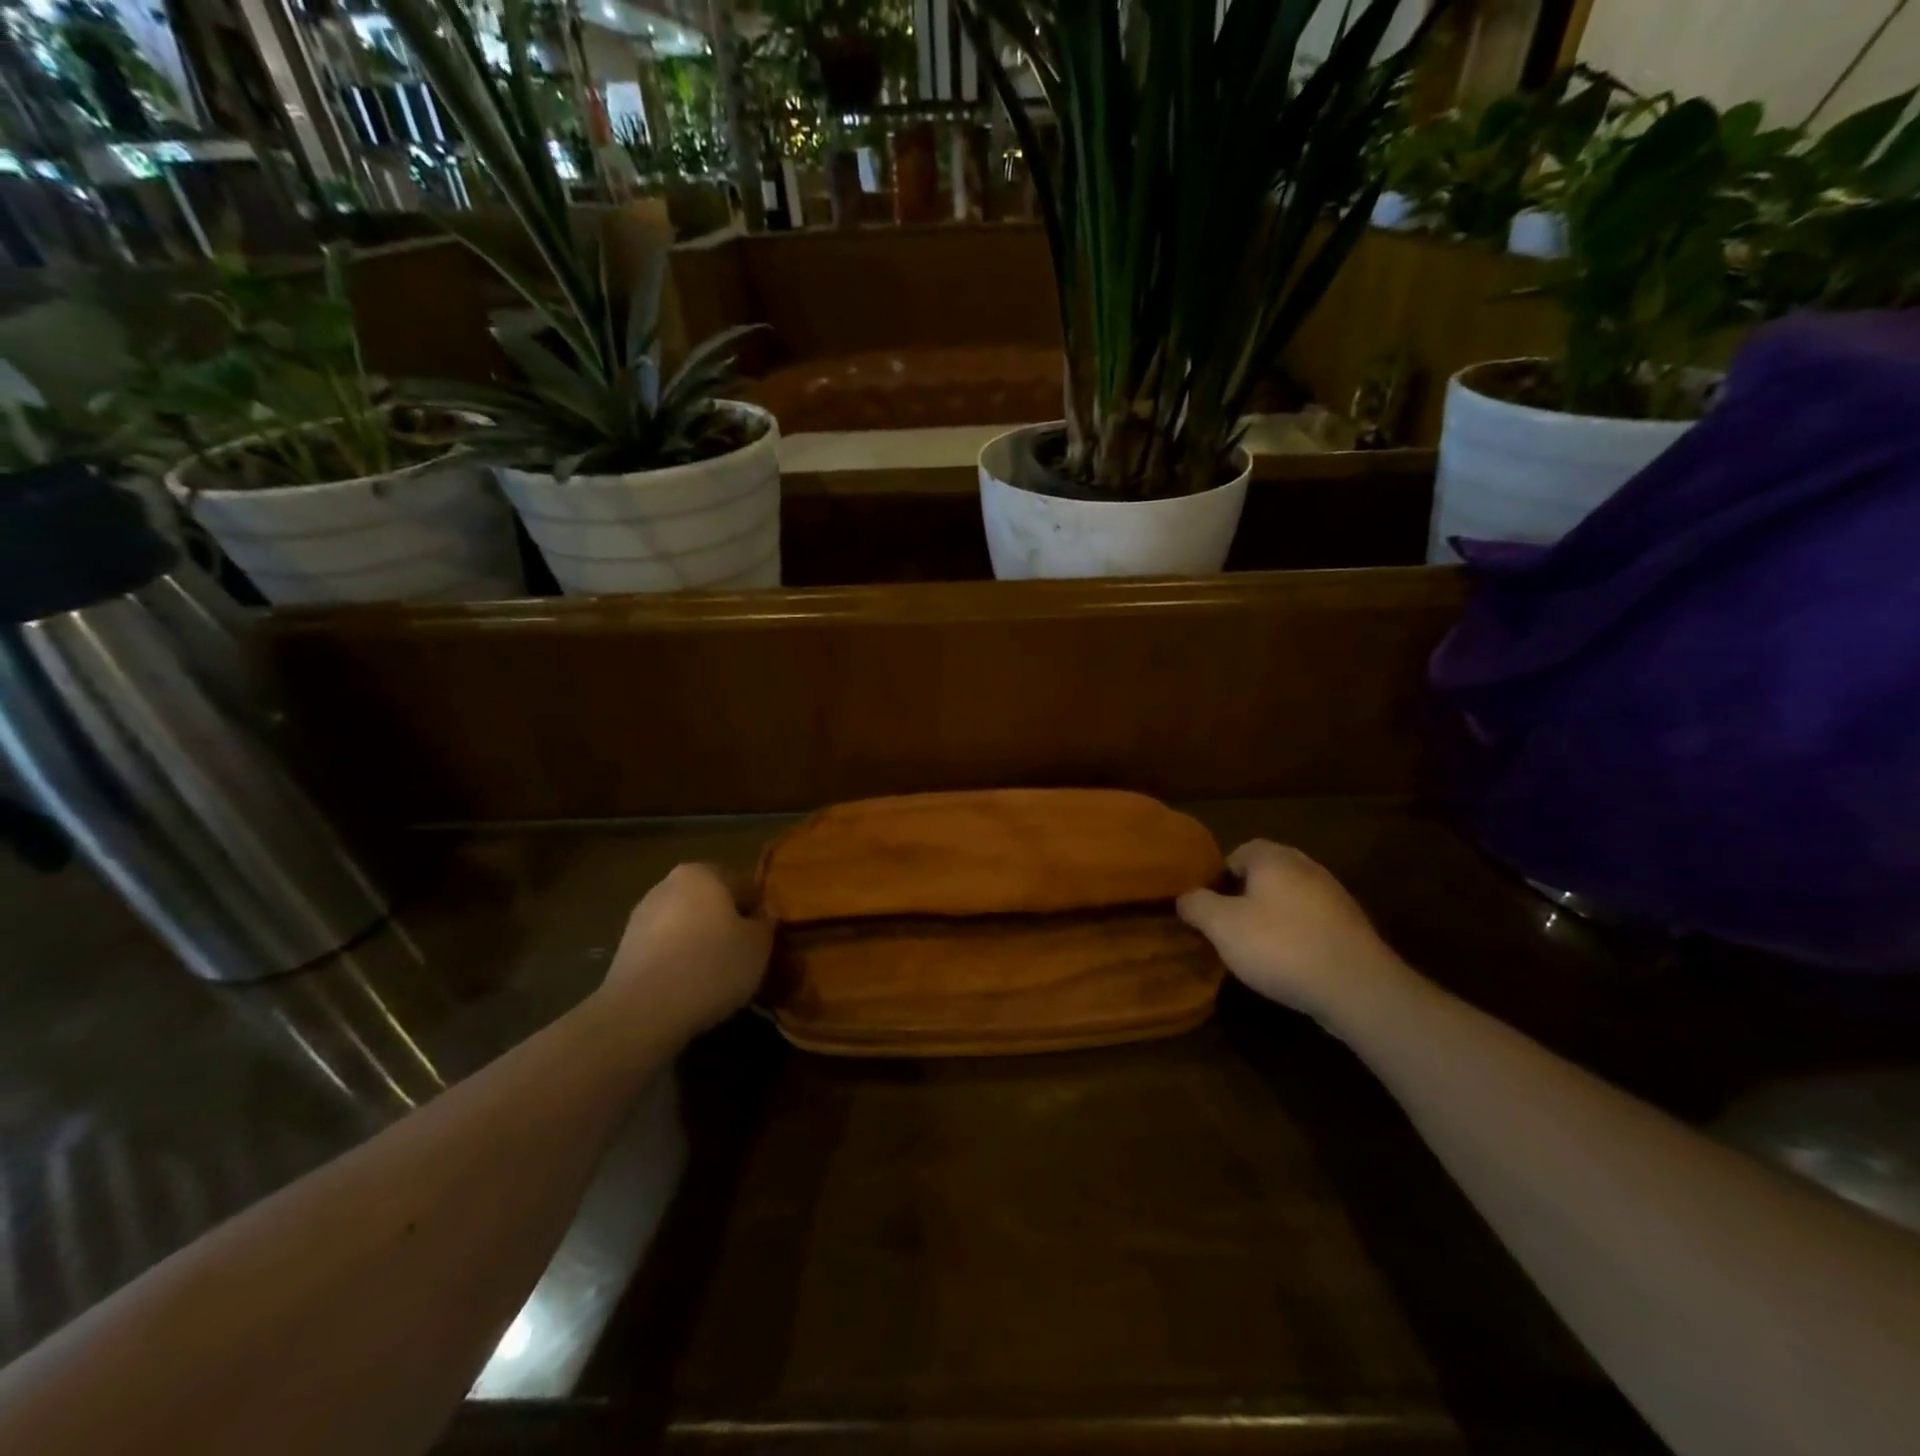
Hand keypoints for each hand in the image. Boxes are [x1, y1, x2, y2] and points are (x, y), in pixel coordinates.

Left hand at [597, 864, 771, 1042]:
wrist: (642, 1013)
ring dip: (702, 945)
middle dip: (728, 926)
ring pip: (687, 927)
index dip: (760, 914)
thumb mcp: (759, 945)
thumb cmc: (711, 967)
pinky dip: (679, 964)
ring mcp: (641, 917)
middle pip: (712, 903)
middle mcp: (668, 885)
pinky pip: (666, 951)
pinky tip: (689, 989)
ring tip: (717, 979)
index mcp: (703, 873)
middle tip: (744, 959)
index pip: (745, 886)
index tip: (765, 942)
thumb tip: (761, 920)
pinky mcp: (625, 950)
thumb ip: (765, 925)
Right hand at [1177, 841, 1409, 1023]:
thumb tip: (1184, 896)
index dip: (1219, 876)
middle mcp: (1306, 866)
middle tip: (1227, 925)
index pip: (1239, 851)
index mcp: (1274, 858)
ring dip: (1272, 916)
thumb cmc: (1280, 946)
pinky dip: (1297, 934)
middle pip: (1267, 873)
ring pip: (1290, 898)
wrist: (1357, 987)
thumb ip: (1196, 905)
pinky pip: (1312, 921)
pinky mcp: (1351, 927)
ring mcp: (1334, 896)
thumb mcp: (1221, 926)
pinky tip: (1289, 962)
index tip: (1208, 905)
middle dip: (1245, 895)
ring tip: (1256, 947)